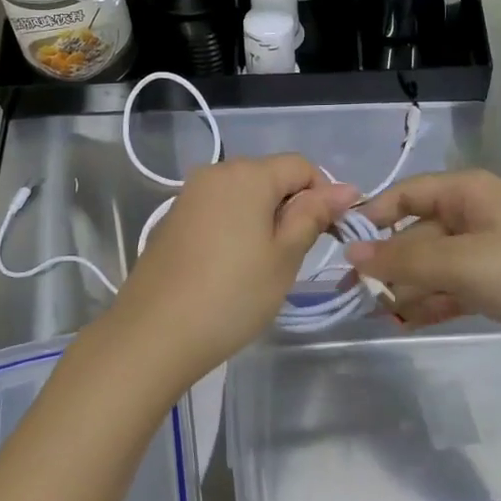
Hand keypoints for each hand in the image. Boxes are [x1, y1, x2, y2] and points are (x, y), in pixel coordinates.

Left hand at [86, 155, 360, 395]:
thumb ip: (313, 215)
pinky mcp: (173, 218)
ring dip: (263, 219)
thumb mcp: (284, 257)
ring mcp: (190, 195)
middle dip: (291, 207)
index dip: (323, 195)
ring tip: (262, 266)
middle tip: (294, 256)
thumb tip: (346, 188)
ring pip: (243, 195)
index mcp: (247, 174)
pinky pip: (218, 210)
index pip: (301, 166)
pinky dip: (235, 228)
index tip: (327, 235)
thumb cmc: (232, 294)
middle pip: (270, 176)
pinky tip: (231, 267)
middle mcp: (215, 172)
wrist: (153, 333)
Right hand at [346, 169, 500, 370]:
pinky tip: (408, 322)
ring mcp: (492, 250)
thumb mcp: (460, 263)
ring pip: (436, 263)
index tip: (342, 247)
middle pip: (419, 233)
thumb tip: (350, 257)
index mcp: (469, 192)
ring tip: (376, 312)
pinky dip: (434, 301)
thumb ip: (403, 261)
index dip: (373, 217)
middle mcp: (477, 214)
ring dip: (409, 287)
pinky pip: (456, 286)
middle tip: (354, 294)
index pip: (406, 194)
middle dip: (390, 263)